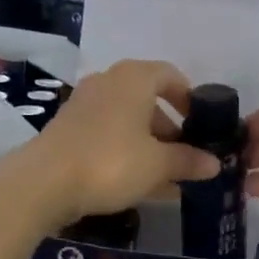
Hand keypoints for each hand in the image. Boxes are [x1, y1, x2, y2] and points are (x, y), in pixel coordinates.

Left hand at [32, 60, 218, 221]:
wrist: (43, 183)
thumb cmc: (111, 162)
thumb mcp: (158, 164)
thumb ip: (188, 161)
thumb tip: (215, 163)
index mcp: (134, 78)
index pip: (170, 75)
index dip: (189, 98)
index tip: (201, 123)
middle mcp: (108, 82)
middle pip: (148, 98)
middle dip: (169, 127)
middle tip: (185, 154)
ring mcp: (84, 104)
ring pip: (127, 118)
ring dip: (148, 141)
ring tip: (165, 174)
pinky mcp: (67, 128)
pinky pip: (108, 133)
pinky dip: (126, 149)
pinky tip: (137, 181)